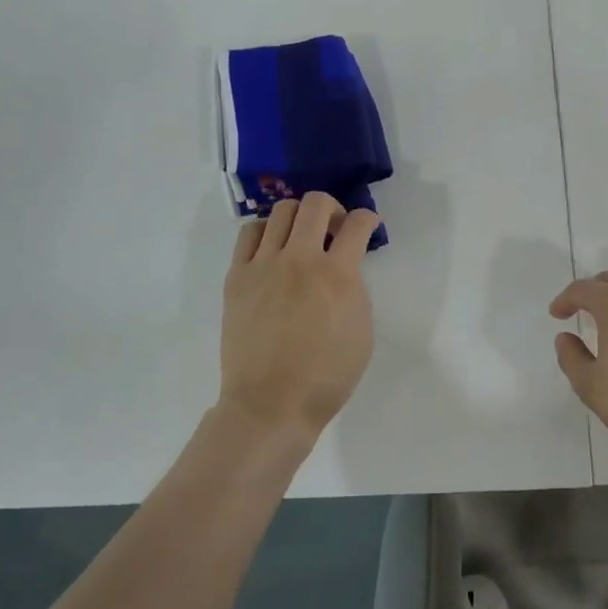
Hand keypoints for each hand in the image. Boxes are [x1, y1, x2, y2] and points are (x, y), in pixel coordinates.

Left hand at [220, 194, 380, 442]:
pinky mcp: (237, 277)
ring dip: (299, 217)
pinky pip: (250, 234)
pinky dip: (266, 232)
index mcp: (337, 274)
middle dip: (333, 208)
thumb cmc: (326, 376)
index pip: (357, 224)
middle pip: (315, 203)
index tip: (369, 224)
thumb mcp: (362, 331)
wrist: (270, 405)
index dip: (369, 218)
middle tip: (335, 228)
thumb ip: (355, 289)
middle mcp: (300, 259)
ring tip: (302, 237)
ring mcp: (263, 265)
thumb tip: (345, 269)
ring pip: (281, 211)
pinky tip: (273, 249)